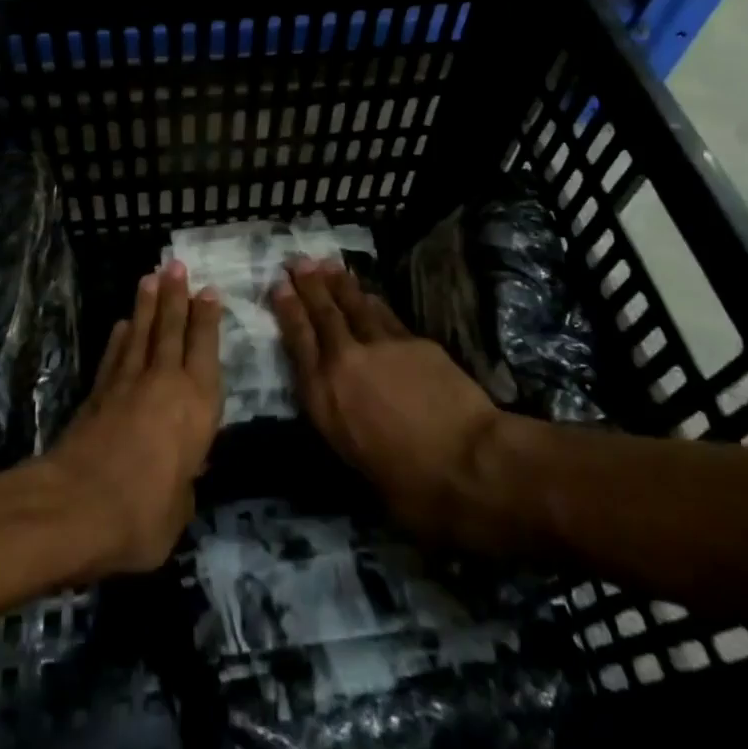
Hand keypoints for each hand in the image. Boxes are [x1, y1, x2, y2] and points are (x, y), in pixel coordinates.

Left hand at [44, 261, 221, 574]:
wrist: (77, 506)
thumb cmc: (143, 515)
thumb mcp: (179, 509)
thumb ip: (184, 483)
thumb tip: (181, 472)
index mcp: (196, 407)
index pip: (205, 350)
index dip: (207, 319)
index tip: (208, 291)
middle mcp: (165, 384)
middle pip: (172, 330)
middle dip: (175, 296)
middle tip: (176, 265)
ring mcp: (127, 384)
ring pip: (142, 334)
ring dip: (147, 305)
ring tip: (150, 277)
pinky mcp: (98, 393)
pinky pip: (114, 355)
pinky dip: (120, 337)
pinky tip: (122, 324)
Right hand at [272, 259, 514, 546]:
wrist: (469, 464)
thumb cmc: (411, 487)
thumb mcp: (357, 464)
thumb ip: (344, 427)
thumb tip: (349, 418)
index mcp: (324, 398)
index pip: (298, 342)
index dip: (288, 310)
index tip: (279, 286)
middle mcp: (345, 363)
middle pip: (323, 314)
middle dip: (308, 285)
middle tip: (298, 261)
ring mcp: (381, 346)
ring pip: (354, 305)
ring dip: (339, 283)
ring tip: (327, 264)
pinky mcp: (415, 342)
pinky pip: (385, 315)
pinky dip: (373, 301)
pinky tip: (369, 295)